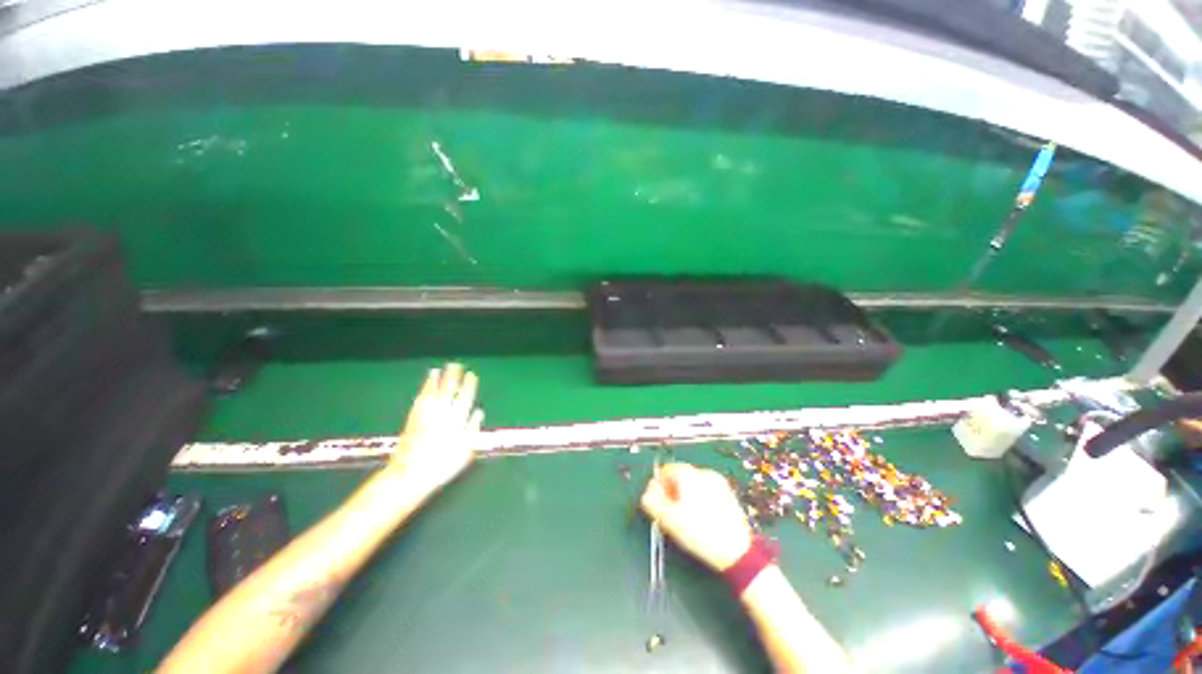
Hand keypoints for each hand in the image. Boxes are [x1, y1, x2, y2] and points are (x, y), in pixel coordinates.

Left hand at [388, 363, 482, 494]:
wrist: (410, 474)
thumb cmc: (443, 465)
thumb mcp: (466, 451)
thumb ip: (473, 430)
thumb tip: (479, 413)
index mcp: (457, 420)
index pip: (465, 398)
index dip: (469, 385)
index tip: (471, 375)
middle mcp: (442, 413)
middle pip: (449, 390)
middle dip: (453, 377)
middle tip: (455, 365)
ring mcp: (426, 414)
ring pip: (434, 392)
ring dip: (437, 379)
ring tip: (440, 369)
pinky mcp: (413, 418)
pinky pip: (421, 398)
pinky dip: (424, 389)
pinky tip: (426, 385)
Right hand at [641, 463, 752, 571]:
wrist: (738, 550)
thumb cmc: (699, 532)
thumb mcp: (668, 519)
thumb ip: (651, 501)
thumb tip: (647, 493)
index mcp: (687, 473)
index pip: (665, 470)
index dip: (658, 486)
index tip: (660, 504)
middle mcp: (702, 471)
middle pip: (679, 476)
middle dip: (672, 491)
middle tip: (672, 513)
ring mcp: (718, 481)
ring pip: (693, 483)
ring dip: (686, 496)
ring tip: (688, 518)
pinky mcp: (728, 492)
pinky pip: (707, 490)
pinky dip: (700, 499)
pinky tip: (703, 518)